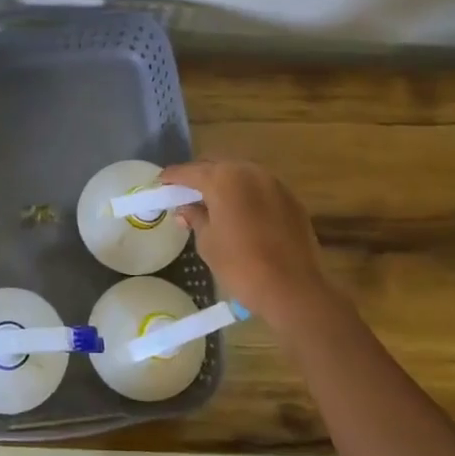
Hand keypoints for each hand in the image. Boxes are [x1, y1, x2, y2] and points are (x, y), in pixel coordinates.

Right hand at [160, 159, 334, 326]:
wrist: (292, 289)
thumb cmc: (241, 265)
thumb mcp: (208, 242)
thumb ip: (195, 218)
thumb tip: (186, 210)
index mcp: (223, 179)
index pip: (190, 172)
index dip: (173, 177)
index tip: (161, 182)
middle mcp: (250, 172)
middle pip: (217, 167)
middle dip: (200, 177)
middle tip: (185, 193)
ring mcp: (274, 184)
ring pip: (241, 175)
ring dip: (225, 184)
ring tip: (213, 202)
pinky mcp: (291, 200)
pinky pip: (261, 189)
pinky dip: (246, 195)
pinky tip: (240, 213)